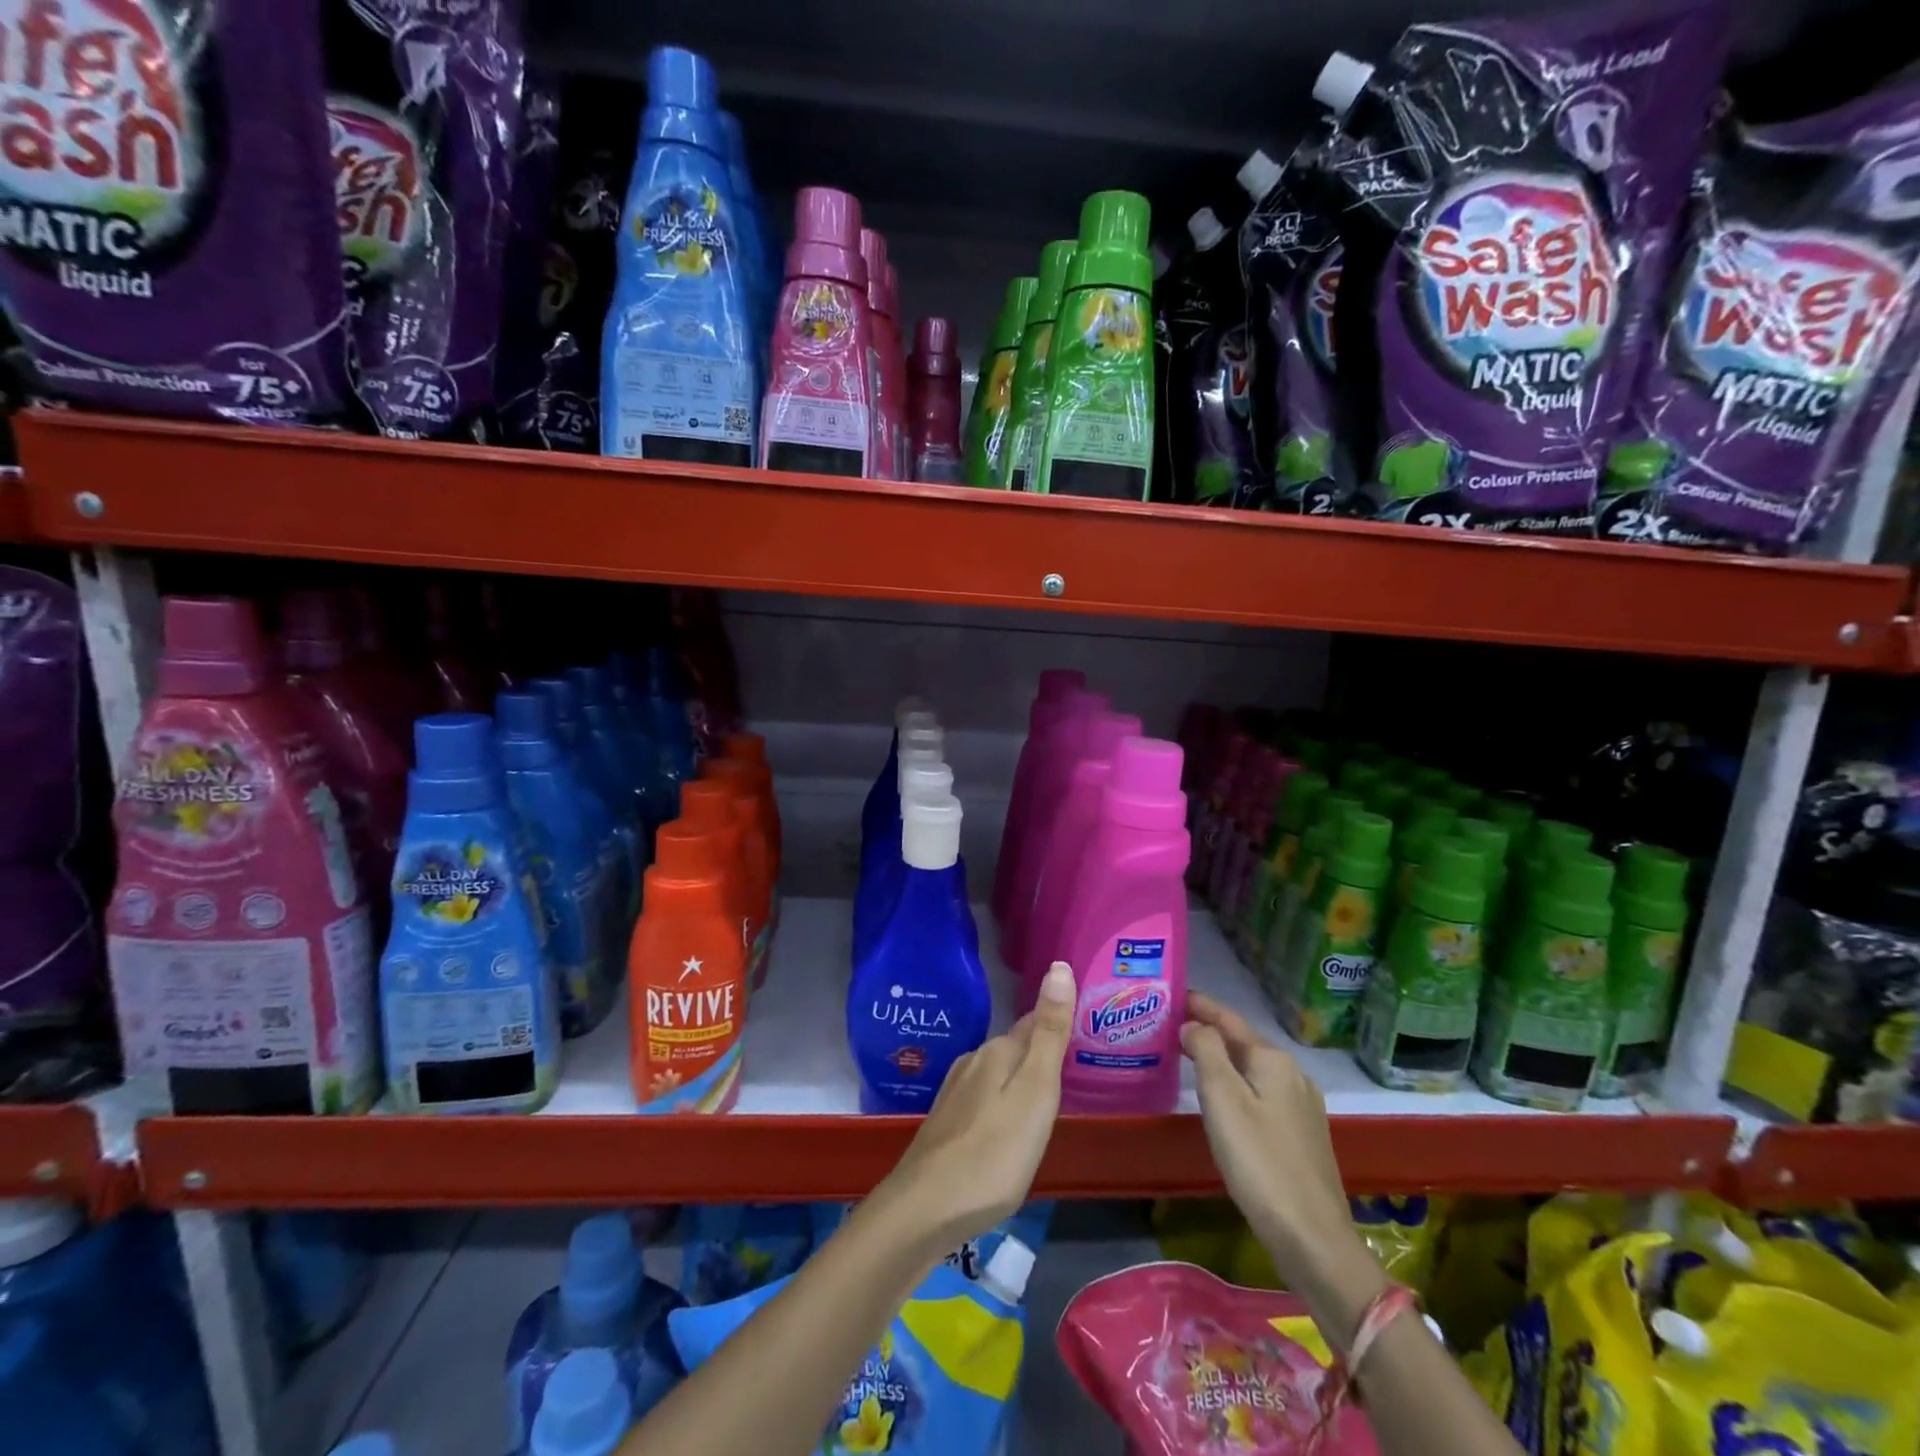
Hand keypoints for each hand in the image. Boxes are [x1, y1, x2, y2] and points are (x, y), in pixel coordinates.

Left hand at [875, 960, 1076, 1255]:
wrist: (925, 1209)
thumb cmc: (993, 1153)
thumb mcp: (1035, 1091)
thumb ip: (1049, 1033)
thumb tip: (1058, 965)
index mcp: (998, 1052)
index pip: (1034, 1023)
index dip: (1057, 1023)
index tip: (1082, 1026)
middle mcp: (973, 1062)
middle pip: (1016, 1048)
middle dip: (1040, 1051)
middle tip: (1073, 1064)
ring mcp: (955, 1093)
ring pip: (998, 1074)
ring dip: (1020, 1079)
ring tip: (1046, 1097)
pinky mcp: (946, 1123)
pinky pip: (984, 1099)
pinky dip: (1002, 1103)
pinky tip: (1007, 1127)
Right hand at [1180, 992, 1355, 1266]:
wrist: (1313, 1238)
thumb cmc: (1260, 1161)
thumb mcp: (1223, 1099)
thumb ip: (1206, 1052)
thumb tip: (1194, 1025)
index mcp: (1273, 1061)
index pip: (1230, 1019)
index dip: (1201, 1006)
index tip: (1174, 994)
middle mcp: (1293, 1076)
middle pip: (1244, 1043)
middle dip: (1211, 1031)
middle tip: (1173, 1025)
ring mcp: (1302, 1107)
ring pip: (1254, 1070)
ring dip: (1223, 1059)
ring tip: (1191, 1057)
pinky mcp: (1302, 1136)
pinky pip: (1262, 1094)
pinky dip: (1238, 1084)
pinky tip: (1224, 1099)